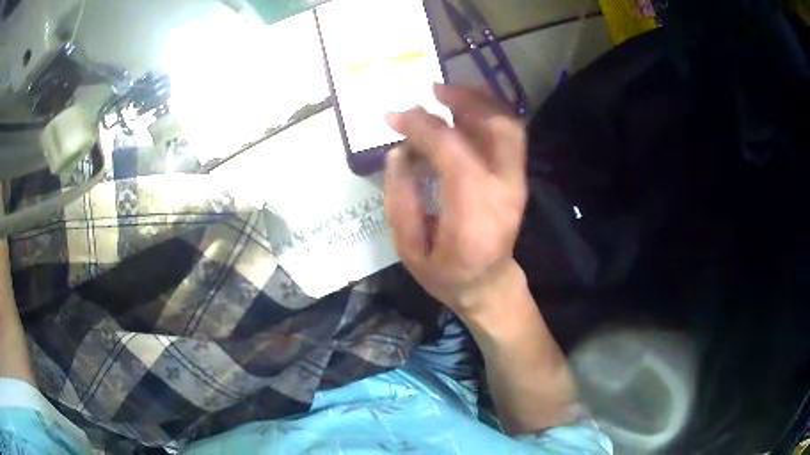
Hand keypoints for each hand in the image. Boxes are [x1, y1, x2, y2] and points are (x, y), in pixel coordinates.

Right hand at [384, 84, 527, 316]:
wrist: (489, 285)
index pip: (451, 151)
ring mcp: (517, 182)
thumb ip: (400, 198)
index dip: (421, 126)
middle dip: (465, 99)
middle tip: (432, 91)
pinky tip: (463, 112)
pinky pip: (509, 135)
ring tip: (446, 94)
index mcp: (474, 213)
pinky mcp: (518, 178)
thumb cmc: (446, 273)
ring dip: (479, 102)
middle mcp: (504, 191)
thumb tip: (399, 150)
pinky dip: (488, 114)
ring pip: (509, 125)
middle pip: (497, 127)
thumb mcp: (409, 248)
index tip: (394, 116)